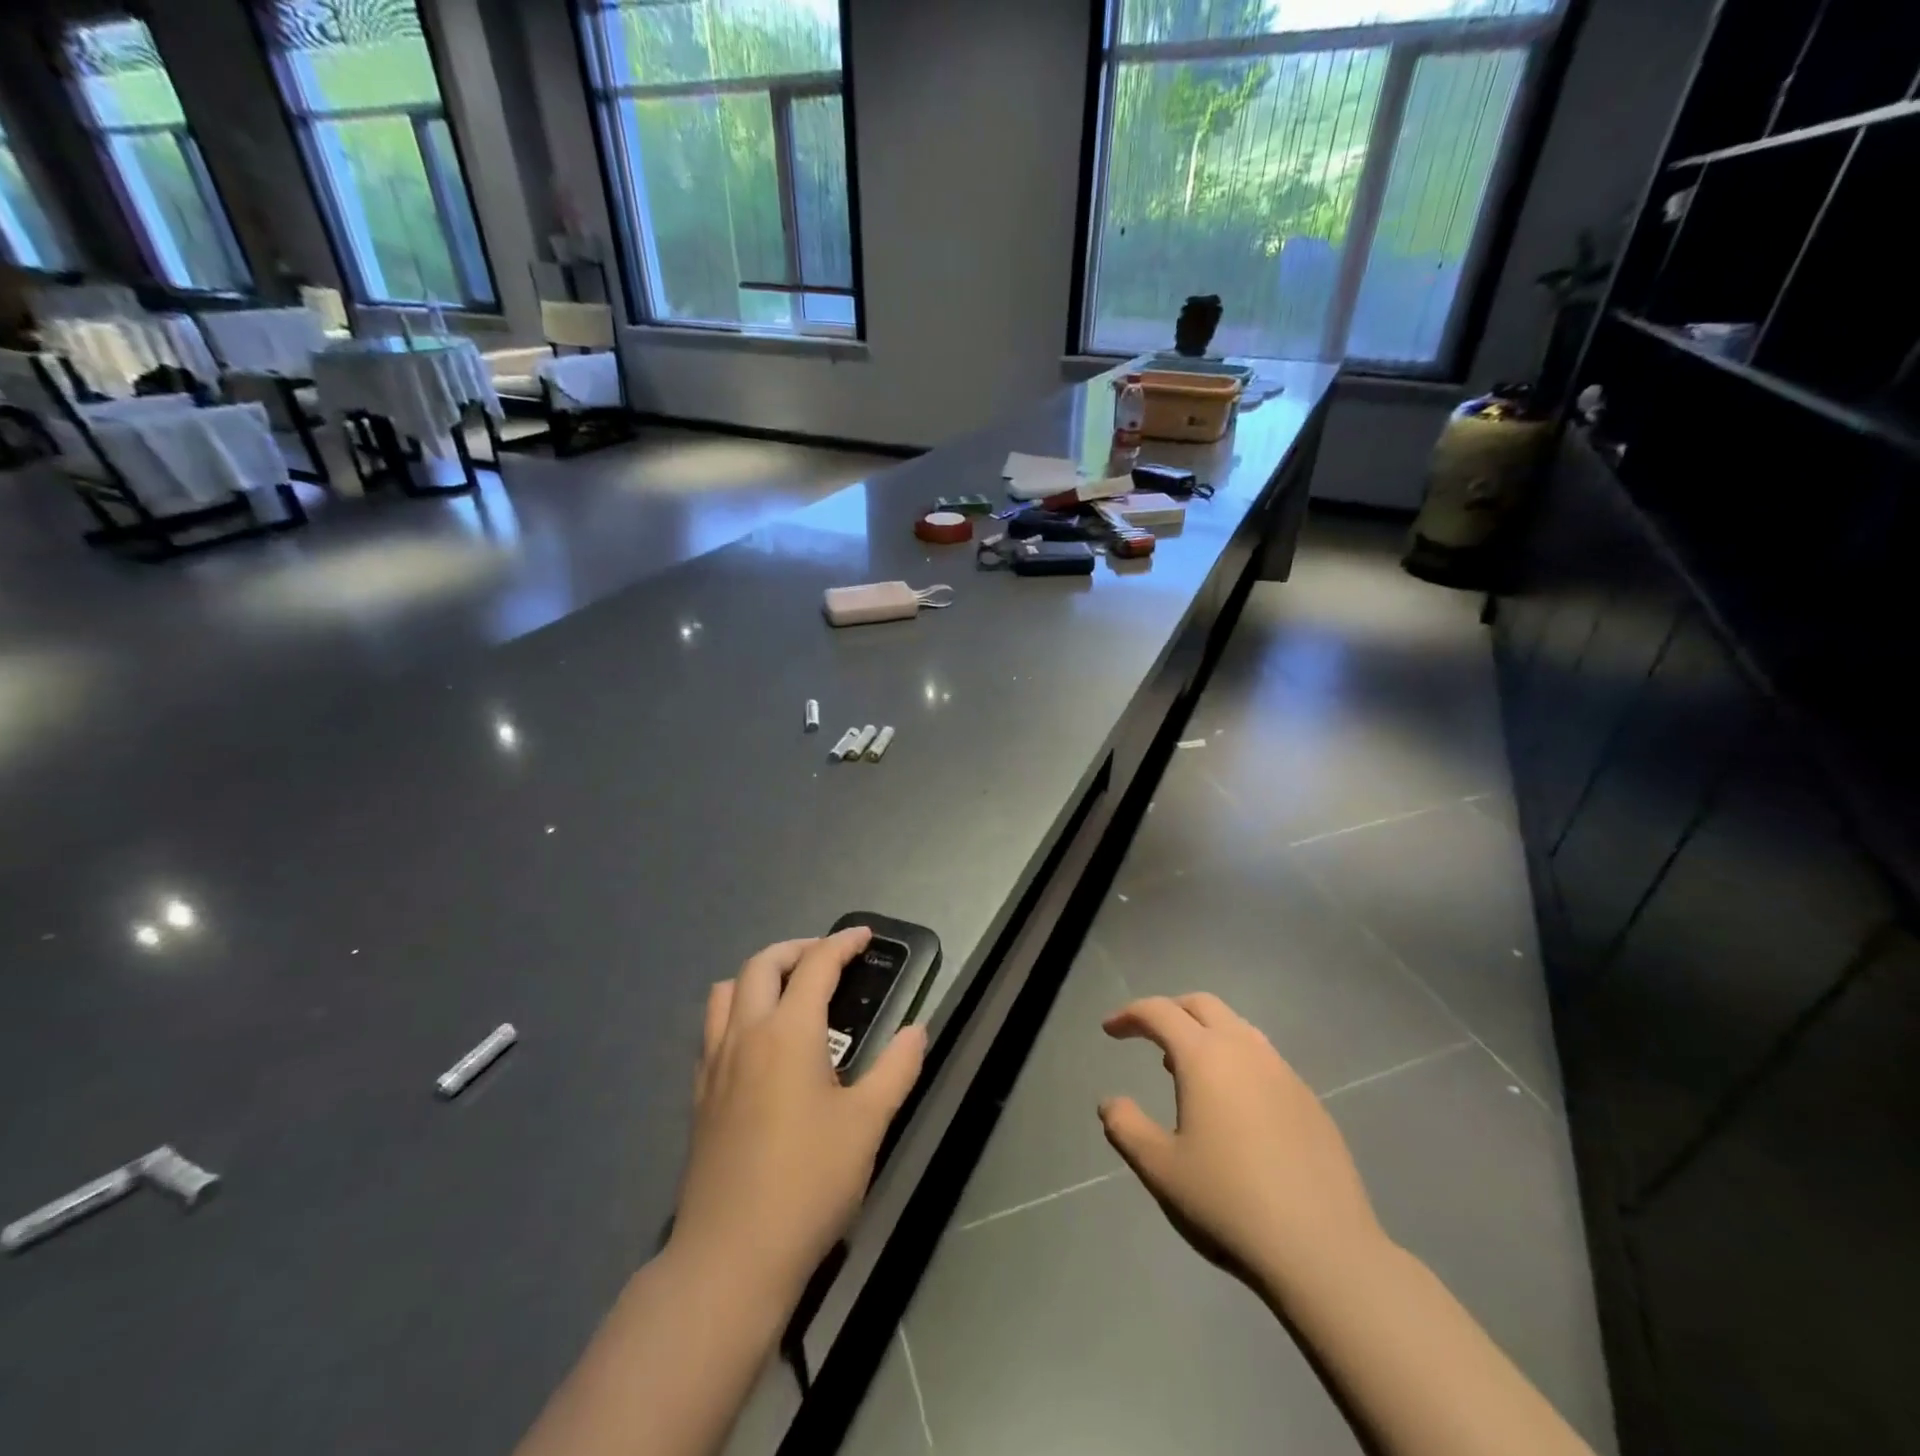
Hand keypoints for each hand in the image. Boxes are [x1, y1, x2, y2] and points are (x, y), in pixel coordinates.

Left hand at [670, 929, 927, 1315]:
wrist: (731, 1257)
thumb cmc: (808, 1183)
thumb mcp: (867, 1124)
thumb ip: (896, 1069)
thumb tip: (917, 1030)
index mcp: (788, 1032)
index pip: (815, 966)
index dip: (842, 943)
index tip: (864, 937)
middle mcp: (745, 1035)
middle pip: (762, 964)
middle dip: (798, 949)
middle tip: (828, 959)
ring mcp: (714, 1064)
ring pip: (725, 991)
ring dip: (758, 976)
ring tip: (789, 992)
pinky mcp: (699, 1095)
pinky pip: (712, 1029)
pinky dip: (736, 1011)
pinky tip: (759, 1043)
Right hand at [1099, 993, 1386, 1305]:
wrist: (1324, 1251)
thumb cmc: (1229, 1203)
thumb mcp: (1160, 1169)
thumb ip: (1126, 1128)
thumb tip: (1110, 1103)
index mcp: (1205, 1057)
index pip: (1159, 1012)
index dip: (1130, 1014)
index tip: (1110, 1030)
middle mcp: (1245, 1050)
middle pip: (1202, 1005)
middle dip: (1169, 1010)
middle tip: (1147, 1034)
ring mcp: (1284, 1073)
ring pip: (1237, 1028)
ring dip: (1205, 1033)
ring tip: (1186, 1068)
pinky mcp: (1310, 1100)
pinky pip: (1264, 1059)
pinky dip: (1236, 1061)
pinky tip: (1233, 1104)